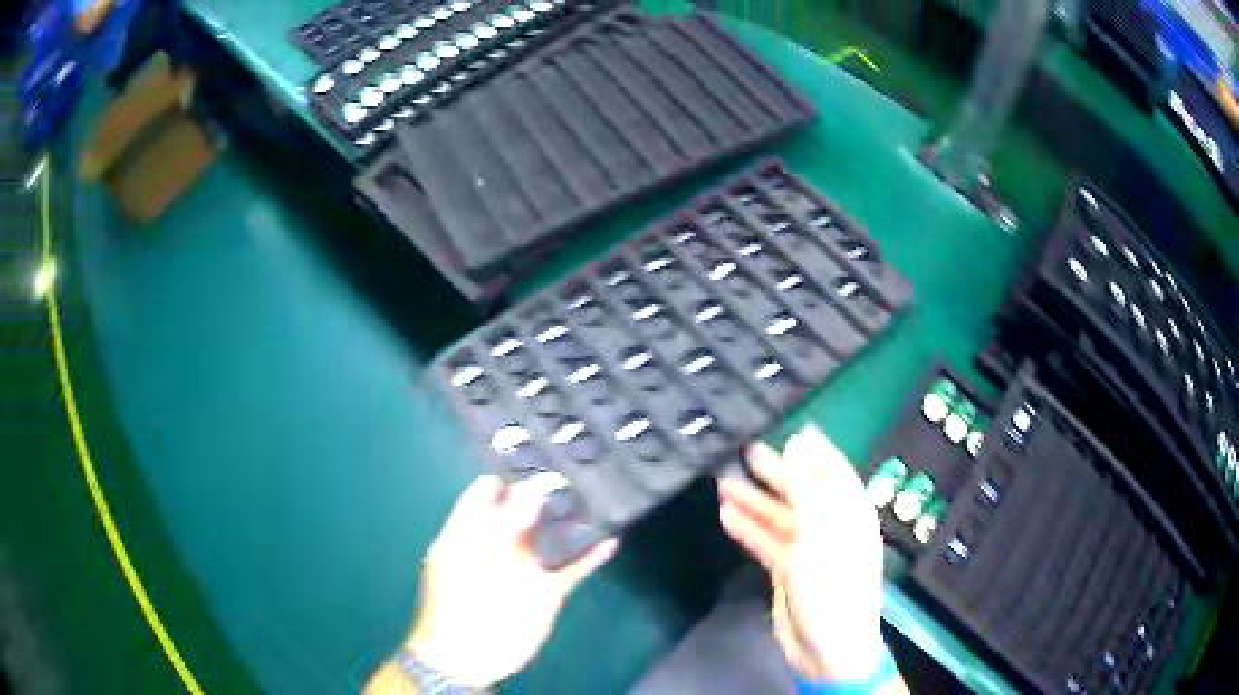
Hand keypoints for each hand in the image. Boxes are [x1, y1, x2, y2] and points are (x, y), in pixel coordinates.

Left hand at [402, 474, 617, 688]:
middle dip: (547, 488)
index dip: (509, 470)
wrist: (469, 655)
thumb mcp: (476, 555)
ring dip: (572, 518)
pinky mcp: (545, 590)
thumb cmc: (461, 600)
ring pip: (551, 535)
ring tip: (600, 490)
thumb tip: (533, 486)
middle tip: (579, 461)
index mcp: (470, 529)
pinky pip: (571, 567)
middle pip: (524, 508)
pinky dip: (590, 555)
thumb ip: (505, 520)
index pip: (487, 489)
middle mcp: (498, 542)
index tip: (539, 447)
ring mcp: (523, 567)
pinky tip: (612, 539)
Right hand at [718, 426, 887, 682]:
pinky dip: (749, 529)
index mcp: (850, 514)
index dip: (816, 450)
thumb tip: (797, 447)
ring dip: (754, 501)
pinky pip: (767, 542)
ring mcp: (808, 550)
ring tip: (725, 480)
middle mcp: (831, 527)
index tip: (795, 428)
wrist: (827, 646)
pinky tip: (727, 514)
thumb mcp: (821, 535)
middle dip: (776, 472)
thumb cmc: (832, 587)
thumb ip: (808, 491)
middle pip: (803, 492)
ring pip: (779, 517)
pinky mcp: (788, 570)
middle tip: (747, 450)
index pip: (834, 472)